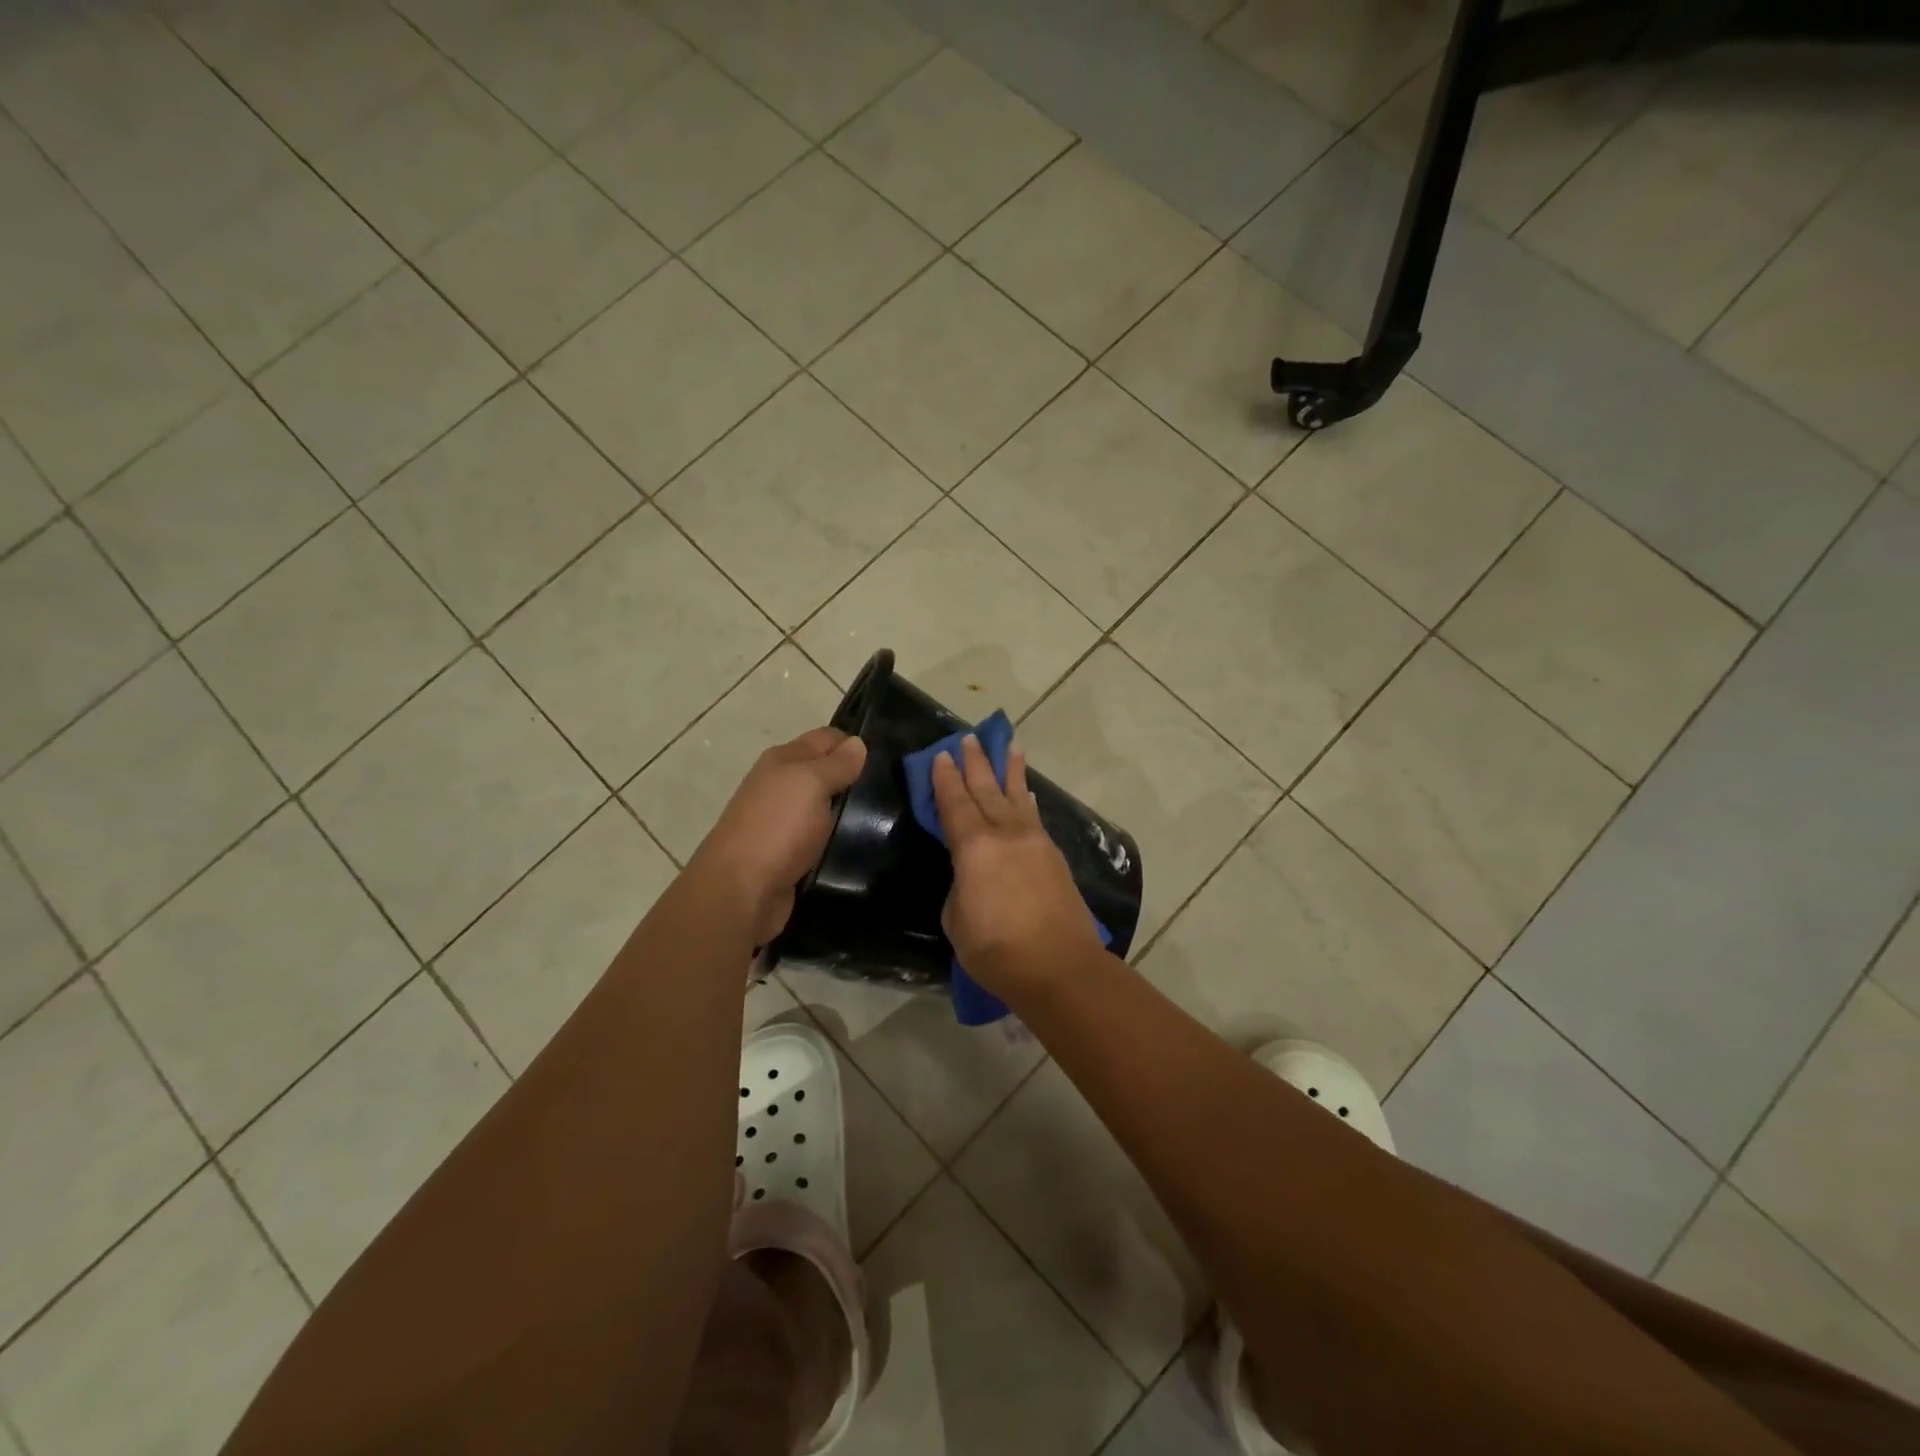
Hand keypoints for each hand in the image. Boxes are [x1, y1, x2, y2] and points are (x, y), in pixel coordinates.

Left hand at [692, 727, 866, 945]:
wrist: (741, 891)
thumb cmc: (778, 827)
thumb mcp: (812, 784)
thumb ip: (836, 764)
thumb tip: (857, 743)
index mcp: (782, 760)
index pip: (825, 739)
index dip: (854, 745)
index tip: (886, 761)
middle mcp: (779, 786)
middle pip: (823, 772)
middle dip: (853, 778)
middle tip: (892, 791)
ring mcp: (781, 822)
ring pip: (822, 807)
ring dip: (846, 812)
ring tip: (885, 819)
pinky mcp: (787, 855)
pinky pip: (818, 838)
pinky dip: (835, 839)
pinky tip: (859, 845)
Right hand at [930, 734, 1104, 998]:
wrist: (1059, 966)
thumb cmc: (996, 950)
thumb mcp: (957, 919)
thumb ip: (960, 885)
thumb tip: (971, 874)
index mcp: (974, 847)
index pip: (954, 803)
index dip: (945, 778)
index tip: (942, 754)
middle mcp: (1005, 834)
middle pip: (986, 789)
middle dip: (976, 762)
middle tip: (969, 737)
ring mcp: (1034, 841)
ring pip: (1017, 796)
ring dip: (1010, 770)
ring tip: (1010, 746)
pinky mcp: (1053, 855)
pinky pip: (1034, 816)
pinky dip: (1027, 800)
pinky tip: (1026, 793)